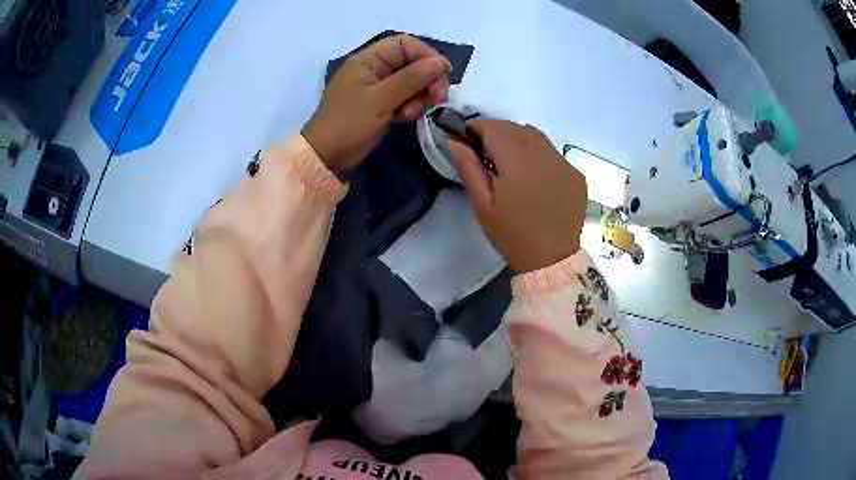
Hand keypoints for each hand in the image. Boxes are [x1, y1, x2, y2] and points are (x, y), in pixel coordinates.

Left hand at [302, 34, 451, 171]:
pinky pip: (407, 99)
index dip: (426, 54)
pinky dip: (411, 107)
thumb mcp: (381, 99)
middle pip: (413, 63)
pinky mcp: (384, 105)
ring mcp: (381, 88)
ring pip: (414, 83)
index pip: (405, 44)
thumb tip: (440, 63)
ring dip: (420, 97)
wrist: (327, 155)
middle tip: (438, 98)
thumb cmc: (349, 122)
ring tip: (410, 113)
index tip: (444, 72)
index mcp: (369, 59)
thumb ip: (412, 78)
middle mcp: (376, 69)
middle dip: (427, 79)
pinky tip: (403, 119)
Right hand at [450, 120, 586, 272]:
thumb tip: (456, 142)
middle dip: (498, 132)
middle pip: (516, 127)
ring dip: (519, 140)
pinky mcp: (577, 175)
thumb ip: (469, 169)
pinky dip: (539, 154)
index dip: (478, 128)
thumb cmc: (512, 236)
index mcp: (517, 164)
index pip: (495, 128)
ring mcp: (564, 164)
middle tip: (487, 152)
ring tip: (511, 162)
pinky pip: (553, 152)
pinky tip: (535, 176)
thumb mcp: (483, 206)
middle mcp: (544, 156)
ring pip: (537, 136)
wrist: (552, 260)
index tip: (469, 140)